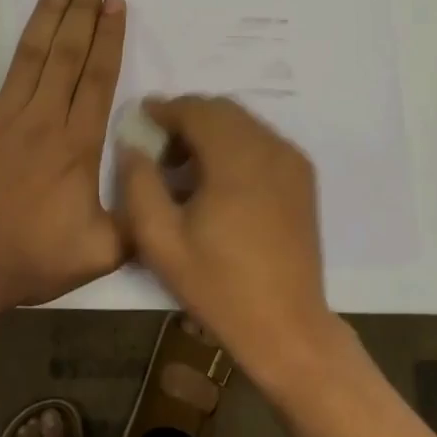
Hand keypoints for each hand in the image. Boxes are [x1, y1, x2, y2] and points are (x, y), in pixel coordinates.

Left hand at [0, 0, 127, 313]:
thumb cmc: (30, 260)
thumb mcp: (101, 253)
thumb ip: (139, 221)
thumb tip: (169, 190)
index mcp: (77, 144)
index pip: (99, 77)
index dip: (109, 36)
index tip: (116, 2)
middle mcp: (42, 118)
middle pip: (69, 53)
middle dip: (84, 9)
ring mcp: (0, 115)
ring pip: (30, 52)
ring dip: (47, 11)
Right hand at [117, 95, 340, 387]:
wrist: (287, 327)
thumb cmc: (219, 286)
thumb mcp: (161, 241)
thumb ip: (139, 184)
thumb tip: (133, 146)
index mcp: (236, 158)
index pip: (196, 110)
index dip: (164, 109)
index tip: (140, 119)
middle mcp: (269, 147)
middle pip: (222, 109)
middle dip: (187, 117)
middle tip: (159, 146)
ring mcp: (291, 160)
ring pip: (243, 122)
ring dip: (211, 130)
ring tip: (185, 166)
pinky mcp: (303, 176)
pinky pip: (262, 140)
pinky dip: (235, 143)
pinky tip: (218, 179)